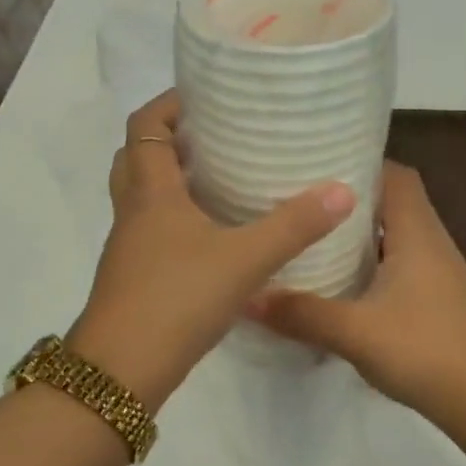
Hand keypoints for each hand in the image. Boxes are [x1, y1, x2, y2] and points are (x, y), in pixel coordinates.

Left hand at [68, 91, 355, 408]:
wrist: (123, 371)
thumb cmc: (176, 298)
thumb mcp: (244, 259)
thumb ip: (293, 226)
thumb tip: (343, 190)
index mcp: (150, 192)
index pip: (145, 125)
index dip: (169, 103)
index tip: (205, 95)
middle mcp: (133, 213)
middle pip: (137, 158)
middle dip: (169, 139)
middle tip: (213, 136)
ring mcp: (130, 248)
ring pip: (143, 198)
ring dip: (171, 181)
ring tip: (219, 179)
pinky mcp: (135, 278)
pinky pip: (152, 232)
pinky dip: (176, 220)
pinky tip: (213, 237)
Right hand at [248, 161, 465, 417]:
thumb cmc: (425, 350)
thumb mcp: (354, 332)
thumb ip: (301, 313)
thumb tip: (247, 297)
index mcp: (418, 234)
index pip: (396, 175)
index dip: (361, 164)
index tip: (318, 167)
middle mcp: (433, 244)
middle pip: (394, 203)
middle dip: (352, 202)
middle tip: (305, 205)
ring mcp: (440, 274)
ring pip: (398, 238)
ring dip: (363, 237)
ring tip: (316, 240)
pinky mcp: (440, 301)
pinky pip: (402, 267)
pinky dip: (374, 266)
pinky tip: (345, 287)